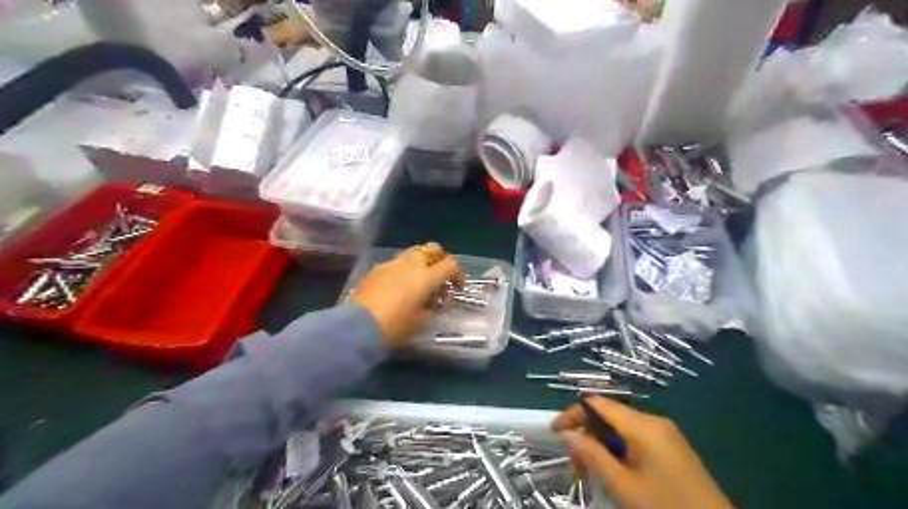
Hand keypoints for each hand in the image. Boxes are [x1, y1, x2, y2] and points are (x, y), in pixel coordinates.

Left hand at [349, 243, 461, 346]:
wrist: (358, 326)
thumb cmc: (394, 326)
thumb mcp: (421, 320)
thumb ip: (435, 307)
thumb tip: (438, 300)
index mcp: (426, 276)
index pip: (450, 264)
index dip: (458, 274)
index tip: (456, 288)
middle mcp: (411, 264)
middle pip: (433, 249)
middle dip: (441, 260)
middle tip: (440, 278)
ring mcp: (392, 263)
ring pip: (414, 253)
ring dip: (423, 263)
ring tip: (420, 283)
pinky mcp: (377, 268)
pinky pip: (397, 263)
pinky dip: (405, 270)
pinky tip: (400, 288)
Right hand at [549, 397, 732, 507]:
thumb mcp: (623, 486)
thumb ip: (592, 455)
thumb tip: (566, 433)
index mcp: (643, 425)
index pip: (597, 404)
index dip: (572, 414)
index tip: (554, 433)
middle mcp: (653, 421)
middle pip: (608, 415)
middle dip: (586, 435)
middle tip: (575, 467)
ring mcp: (665, 434)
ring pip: (620, 429)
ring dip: (600, 445)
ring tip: (592, 474)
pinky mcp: (671, 448)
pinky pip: (635, 439)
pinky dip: (617, 451)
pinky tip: (614, 473)